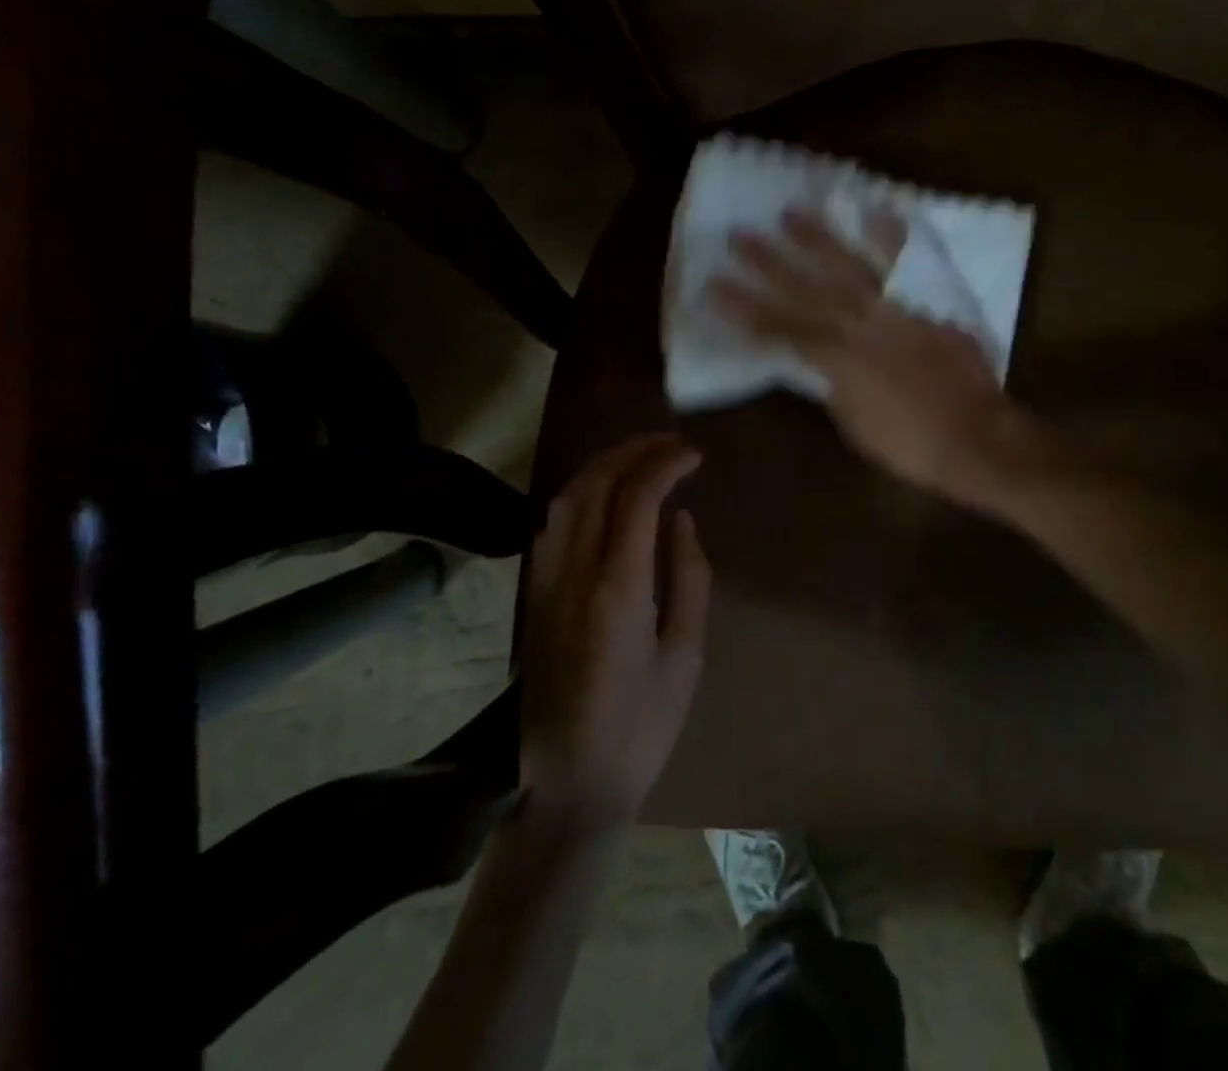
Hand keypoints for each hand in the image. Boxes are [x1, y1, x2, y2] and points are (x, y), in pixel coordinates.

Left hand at [520, 435, 710, 829]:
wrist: (566, 785)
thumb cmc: (640, 728)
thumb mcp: (685, 657)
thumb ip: (689, 579)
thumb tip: (682, 521)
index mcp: (617, 589)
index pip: (637, 497)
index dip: (665, 464)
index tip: (694, 455)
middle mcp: (572, 573)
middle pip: (596, 484)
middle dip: (633, 450)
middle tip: (670, 443)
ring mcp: (544, 582)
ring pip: (566, 498)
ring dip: (603, 465)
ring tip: (640, 457)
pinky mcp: (532, 596)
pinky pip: (552, 523)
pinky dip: (581, 493)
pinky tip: (603, 496)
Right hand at [709, 207, 1041, 507]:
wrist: (976, 435)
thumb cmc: (910, 443)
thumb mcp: (853, 423)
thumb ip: (831, 384)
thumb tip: (816, 361)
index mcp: (836, 358)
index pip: (778, 328)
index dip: (743, 309)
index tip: (713, 286)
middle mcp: (859, 323)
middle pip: (804, 288)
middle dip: (767, 263)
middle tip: (737, 236)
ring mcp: (897, 307)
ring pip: (848, 265)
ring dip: (816, 238)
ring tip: (788, 213)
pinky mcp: (929, 301)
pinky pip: (908, 263)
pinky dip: (892, 236)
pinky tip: (875, 208)